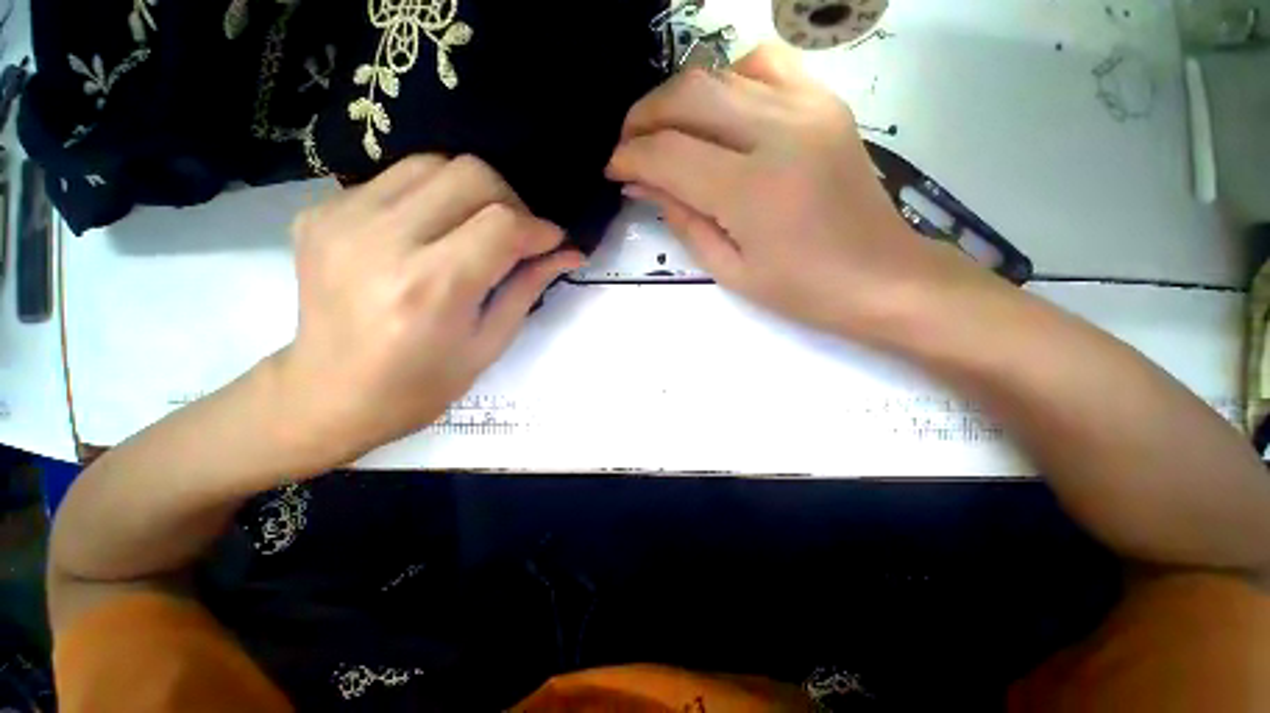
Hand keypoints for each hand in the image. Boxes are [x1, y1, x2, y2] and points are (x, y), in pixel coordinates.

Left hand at [272, 155, 581, 464]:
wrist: (332, 394)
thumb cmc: (423, 382)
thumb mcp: (491, 342)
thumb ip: (529, 287)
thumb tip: (569, 252)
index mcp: (432, 288)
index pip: (503, 224)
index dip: (540, 228)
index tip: (553, 242)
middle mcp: (383, 241)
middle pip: (470, 174)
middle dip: (510, 201)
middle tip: (517, 235)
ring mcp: (342, 218)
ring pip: (433, 163)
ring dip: (470, 192)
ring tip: (476, 229)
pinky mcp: (320, 211)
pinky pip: (395, 179)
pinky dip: (430, 197)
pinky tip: (431, 232)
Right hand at [607, 44, 991, 341]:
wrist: (880, 277)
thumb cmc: (801, 290)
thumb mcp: (729, 269)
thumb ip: (683, 220)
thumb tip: (643, 184)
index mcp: (751, 190)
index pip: (668, 153)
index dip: (630, 157)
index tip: (614, 170)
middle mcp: (779, 133)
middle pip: (689, 94)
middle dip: (644, 118)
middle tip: (630, 148)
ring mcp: (809, 108)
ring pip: (721, 72)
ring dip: (679, 100)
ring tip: (667, 134)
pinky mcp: (826, 103)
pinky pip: (765, 66)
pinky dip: (729, 81)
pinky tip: (722, 115)